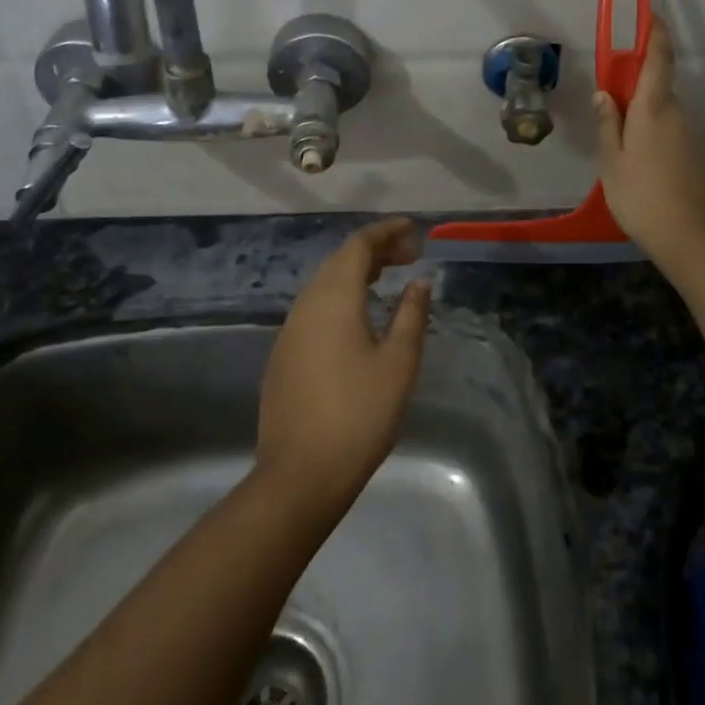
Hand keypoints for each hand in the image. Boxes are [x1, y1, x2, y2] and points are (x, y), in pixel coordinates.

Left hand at [256, 217, 431, 511]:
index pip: (358, 246)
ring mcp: (290, 330)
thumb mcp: (398, 363)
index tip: (412, 230)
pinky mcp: (284, 354)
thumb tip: (419, 282)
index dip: (385, 232)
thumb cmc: (359, 414)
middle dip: (374, 250)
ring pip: (324, 283)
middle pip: (339, 260)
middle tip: (409, 255)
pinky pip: (315, 306)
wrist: (300, 474)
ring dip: (356, 272)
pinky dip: (341, 295)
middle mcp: (306, 304)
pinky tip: (359, 315)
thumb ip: (411, 315)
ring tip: (388, 278)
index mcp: (334, 298)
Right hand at [594, 21, 704, 278]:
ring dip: (644, 121)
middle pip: (658, 90)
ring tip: (621, 154)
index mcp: (654, 109)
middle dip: (636, 91)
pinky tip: (642, 171)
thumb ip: (607, 125)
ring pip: (664, 116)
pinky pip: (672, 136)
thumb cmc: (642, 197)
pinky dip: (655, 141)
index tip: (651, 16)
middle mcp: (678, 115)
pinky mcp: (699, 158)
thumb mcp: (611, 163)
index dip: (656, 34)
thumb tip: (604, 93)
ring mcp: (692, 137)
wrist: (693, 239)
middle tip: (610, 114)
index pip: (658, 59)